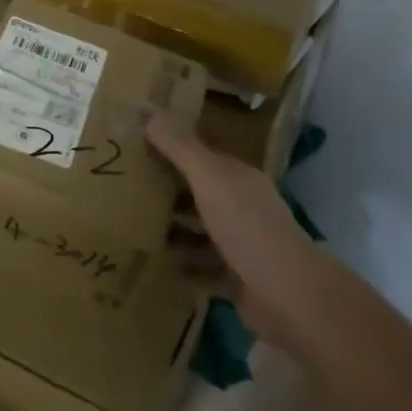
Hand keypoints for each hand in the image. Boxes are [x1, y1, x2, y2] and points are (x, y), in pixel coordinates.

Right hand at [147, 116, 333, 348]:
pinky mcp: (235, 279)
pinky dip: (182, 266)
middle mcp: (240, 205)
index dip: (170, 148)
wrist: (289, 297)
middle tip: (122, 186)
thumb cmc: (247, 227)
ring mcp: (239, 243)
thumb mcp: (210, 179)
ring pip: (198, 230)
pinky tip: (155, 264)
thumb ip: (181, 148)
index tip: (134, 146)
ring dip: (172, 229)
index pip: (200, 154)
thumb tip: (150, 113)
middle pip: (198, 192)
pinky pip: (201, 268)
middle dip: (166, 189)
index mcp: (237, 177)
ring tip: (131, 226)